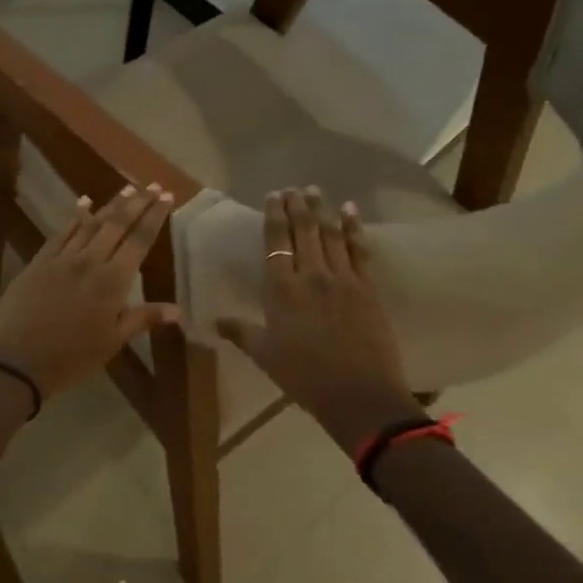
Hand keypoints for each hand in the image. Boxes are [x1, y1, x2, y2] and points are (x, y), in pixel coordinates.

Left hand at [0, 183, 180, 399]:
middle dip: (137, 203)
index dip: (154, 217)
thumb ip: (142, 319)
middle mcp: (89, 261)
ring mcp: (61, 259)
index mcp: (112, 282)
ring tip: (126, 189)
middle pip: (117, 225)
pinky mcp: (39, 262)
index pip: (139, 241)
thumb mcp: (111, 342)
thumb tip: (178, 310)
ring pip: (90, 224)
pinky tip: (83, 203)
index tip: (166, 197)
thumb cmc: (71, 358)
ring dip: (110, 205)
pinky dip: (74, 216)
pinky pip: (60, 233)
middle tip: (151, 184)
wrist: (16, 360)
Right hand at [216, 187, 423, 445]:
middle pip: (304, 231)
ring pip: (331, 235)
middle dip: (298, 206)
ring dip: (323, 210)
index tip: (274, 196)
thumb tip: (215, 320)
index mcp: (281, 290)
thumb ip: (240, 332)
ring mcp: (342, 279)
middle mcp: (310, 276)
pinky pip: (360, 250)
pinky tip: (351, 212)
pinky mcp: (367, 288)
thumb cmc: (303, 376)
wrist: (358, 394)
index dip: (274, 216)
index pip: (275, 243)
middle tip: (294, 188)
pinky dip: (355, 229)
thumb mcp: (264, 355)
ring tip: (316, 191)